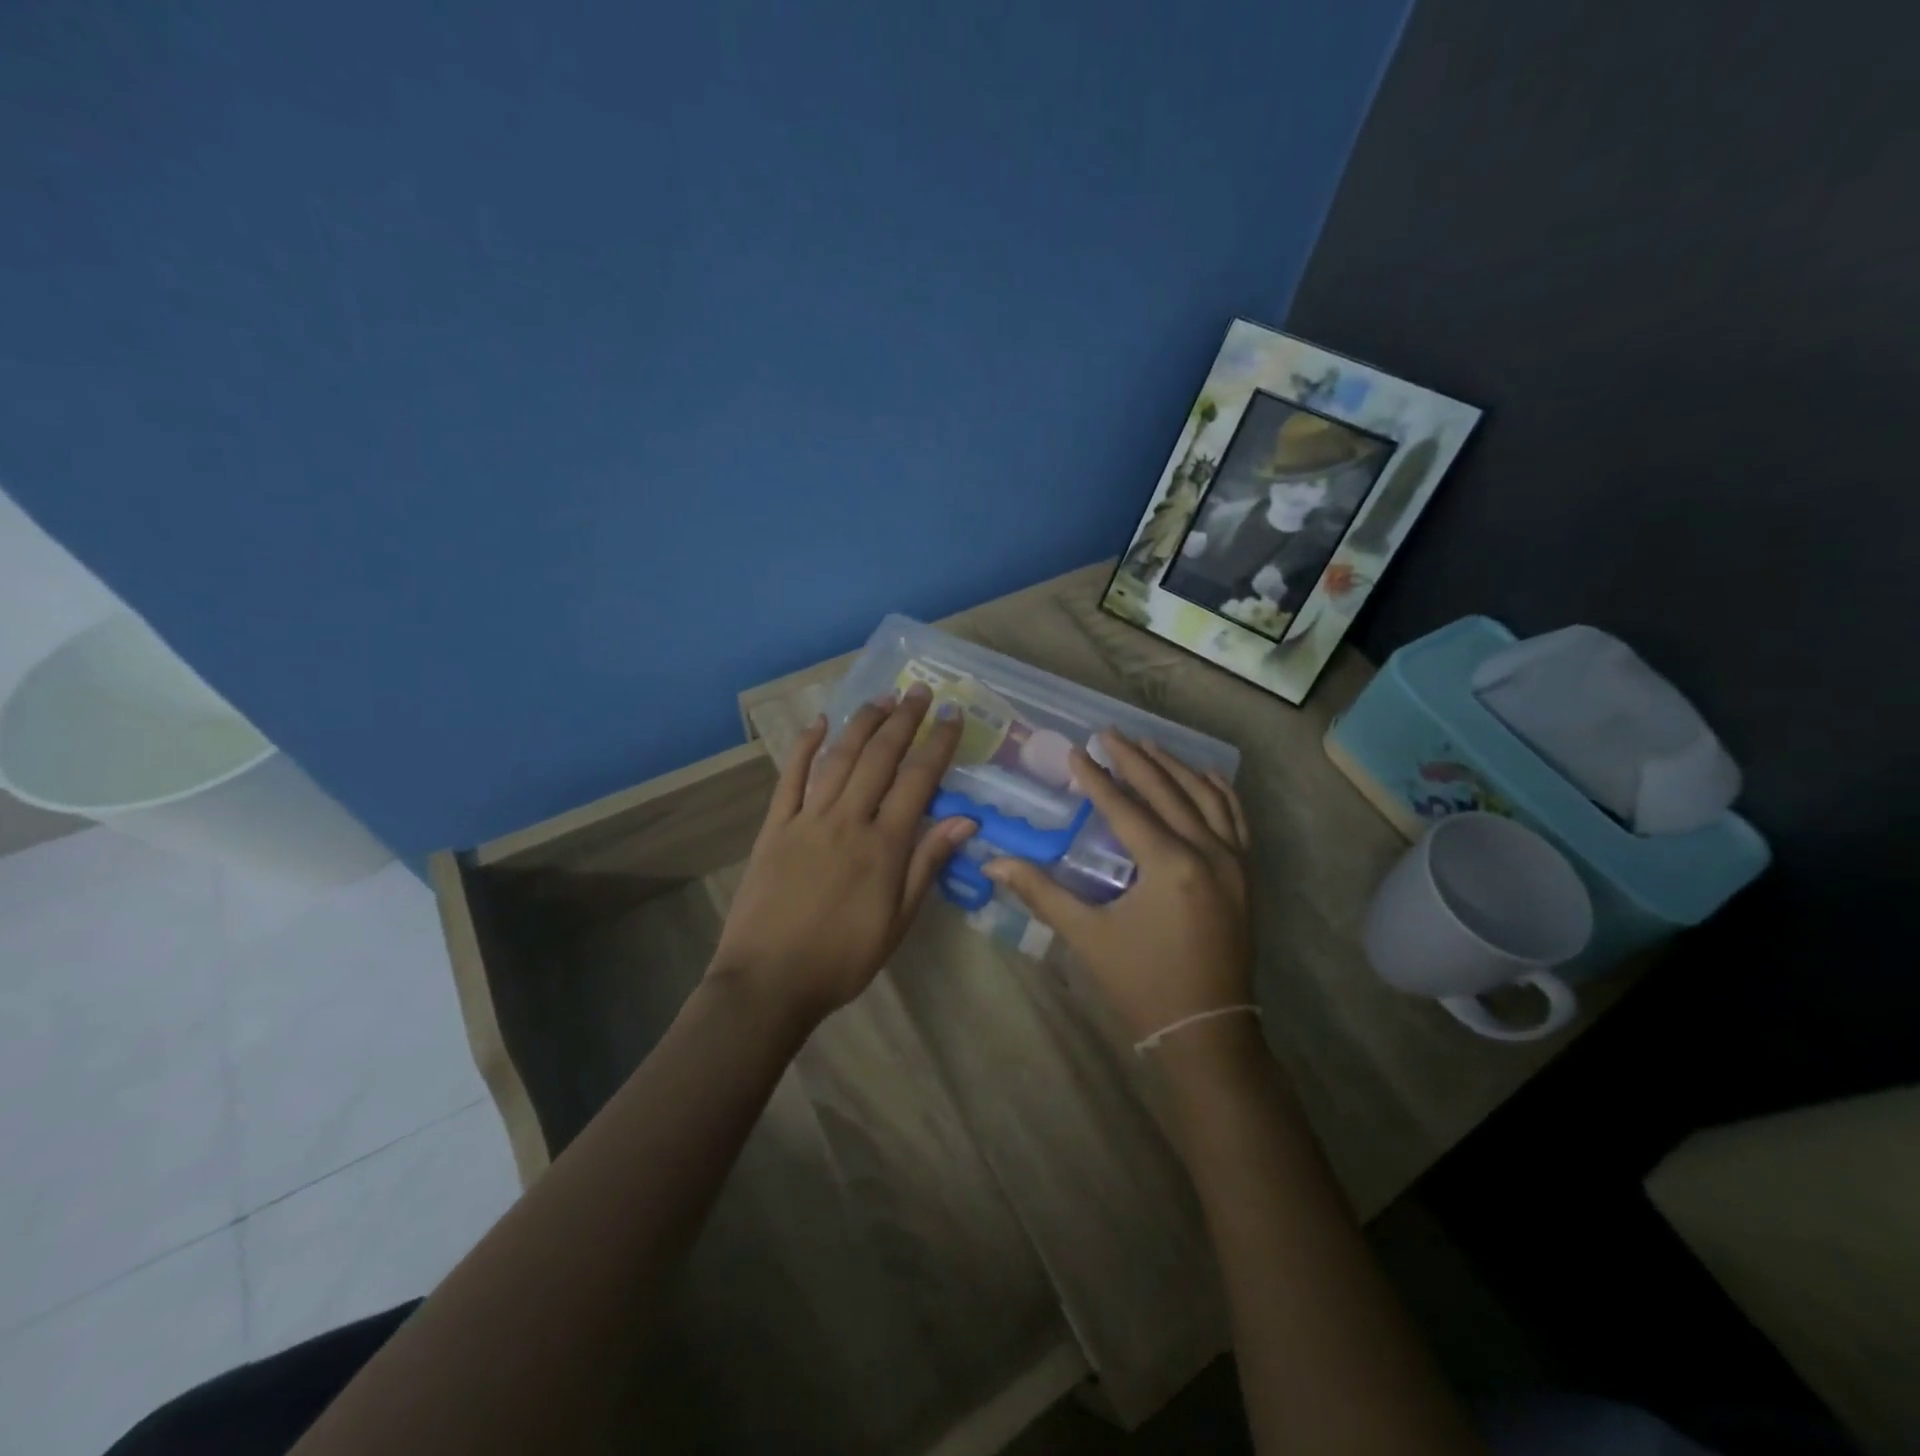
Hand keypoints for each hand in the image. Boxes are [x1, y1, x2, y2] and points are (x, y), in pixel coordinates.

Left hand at [710, 683, 975, 1026]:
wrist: (769, 981)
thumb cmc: (842, 958)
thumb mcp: (898, 921)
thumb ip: (928, 865)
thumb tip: (966, 820)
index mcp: (883, 846)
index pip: (918, 781)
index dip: (938, 744)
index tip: (952, 716)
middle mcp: (848, 820)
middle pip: (880, 758)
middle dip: (903, 720)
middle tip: (921, 692)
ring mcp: (807, 820)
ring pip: (839, 759)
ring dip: (862, 724)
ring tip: (882, 698)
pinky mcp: (775, 827)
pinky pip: (790, 778)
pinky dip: (804, 747)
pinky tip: (818, 723)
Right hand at [984, 732, 1252, 1043]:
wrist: (1206, 1031)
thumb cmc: (1142, 983)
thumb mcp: (1088, 936)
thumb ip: (1042, 893)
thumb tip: (993, 864)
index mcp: (1170, 865)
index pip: (1126, 808)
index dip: (1097, 779)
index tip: (1076, 751)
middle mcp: (1208, 852)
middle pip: (1168, 791)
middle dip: (1136, 760)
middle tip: (1109, 734)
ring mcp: (1234, 862)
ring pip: (1206, 797)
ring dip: (1175, 768)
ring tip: (1148, 745)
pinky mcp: (1245, 875)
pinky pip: (1235, 819)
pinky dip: (1218, 792)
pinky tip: (1204, 777)